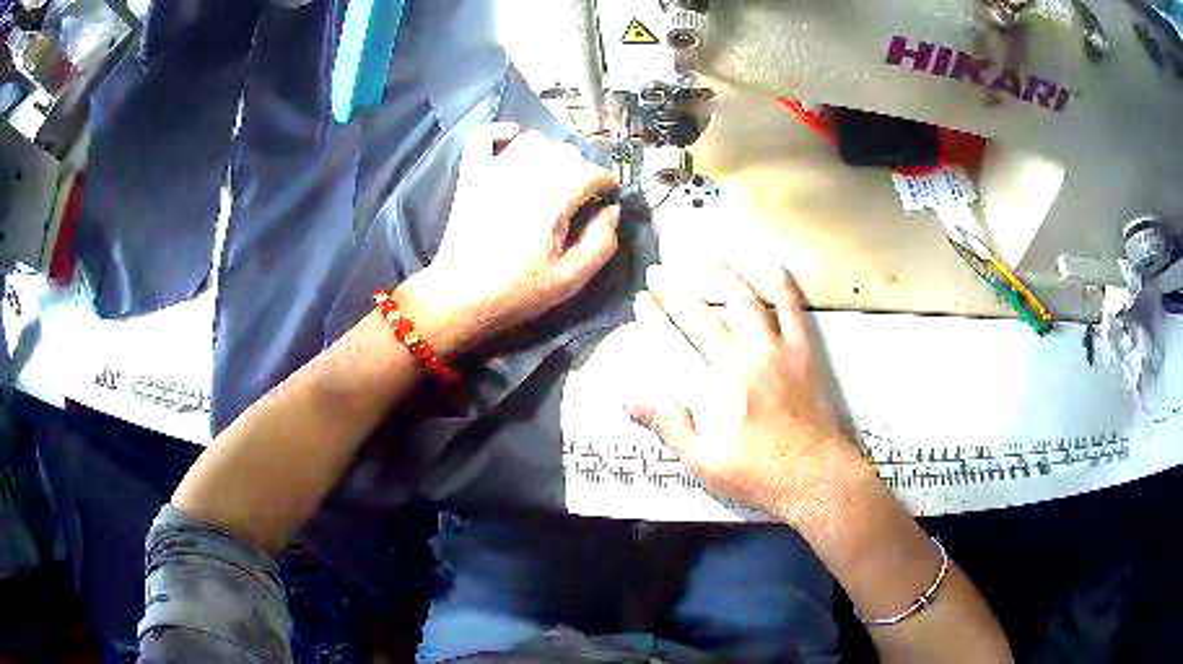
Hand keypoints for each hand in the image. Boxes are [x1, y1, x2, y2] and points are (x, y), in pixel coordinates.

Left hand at [412, 123, 621, 352]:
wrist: (461, 297)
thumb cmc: (519, 291)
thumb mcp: (572, 278)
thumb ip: (602, 241)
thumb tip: (612, 210)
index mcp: (553, 199)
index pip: (592, 172)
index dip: (607, 183)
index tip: (608, 198)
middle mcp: (526, 174)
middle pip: (565, 152)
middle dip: (579, 170)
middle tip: (578, 197)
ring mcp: (494, 170)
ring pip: (532, 140)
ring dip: (547, 153)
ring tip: (548, 177)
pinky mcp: (471, 174)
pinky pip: (483, 136)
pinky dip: (499, 132)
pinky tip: (511, 140)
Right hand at [626, 263, 860, 519]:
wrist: (814, 475)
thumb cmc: (756, 474)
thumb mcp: (702, 461)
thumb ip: (667, 424)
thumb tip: (627, 394)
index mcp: (715, 386)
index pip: (675, 341)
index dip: (654, 317)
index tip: (641, 300)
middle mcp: (742, 357)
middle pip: (703, 314)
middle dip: (675, 290)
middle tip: (658, 271)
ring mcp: (776, 349)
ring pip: (744, 300)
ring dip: (720, 276)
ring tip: (700, 260)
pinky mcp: (803, 350)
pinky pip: (791, 308)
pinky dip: (780, 283)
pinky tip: (767, 264)